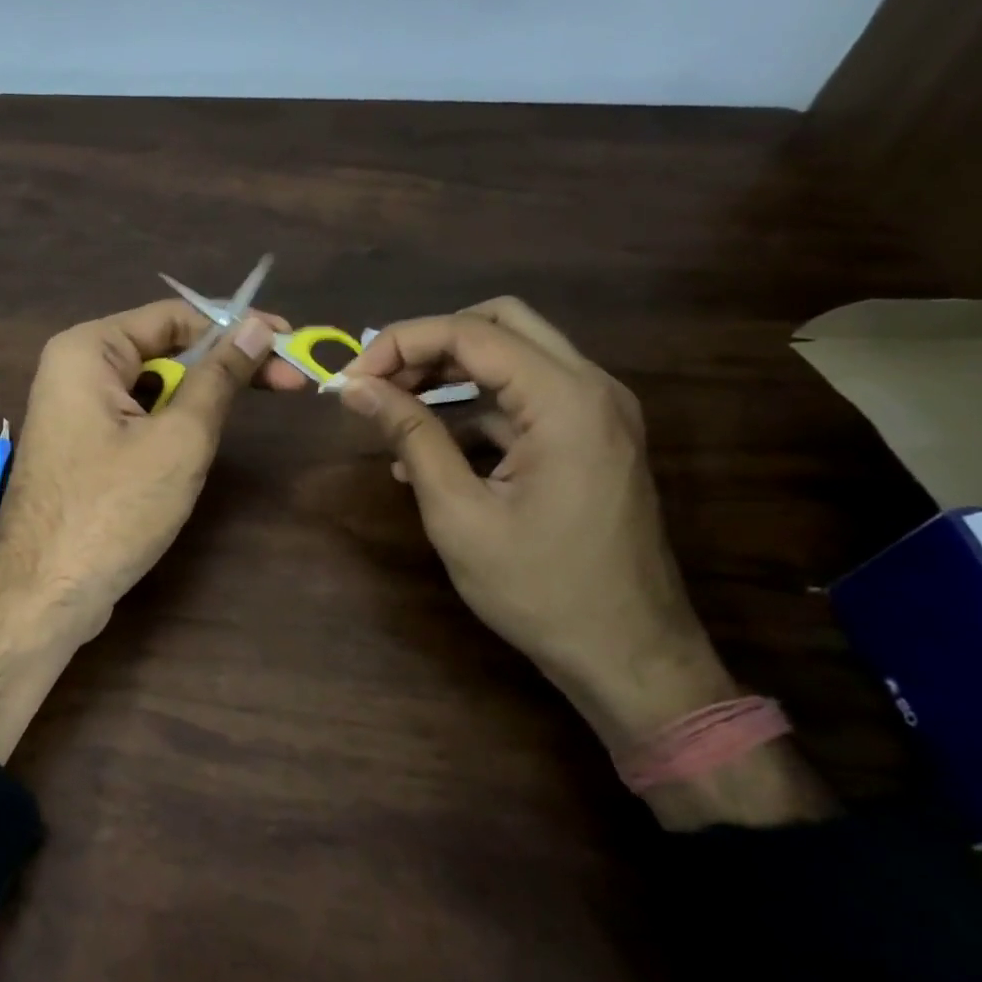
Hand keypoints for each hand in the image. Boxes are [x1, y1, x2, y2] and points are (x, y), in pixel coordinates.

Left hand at [0, 299, 305, 616]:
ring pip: (152, 385)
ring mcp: (74, 408)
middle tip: (287, 382)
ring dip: (199, 396)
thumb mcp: (180, 439)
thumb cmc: (113, 509)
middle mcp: (74, 367)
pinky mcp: (81, 444)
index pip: (174, 317)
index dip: (235, 328)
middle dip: (223, 364)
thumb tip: (257, 326)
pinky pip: (135, 415)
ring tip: (243, 415)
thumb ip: (219, 377)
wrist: (44, 593)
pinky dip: (172, 422)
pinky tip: (198, 443)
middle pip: (163, 348)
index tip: (287, 344)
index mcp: (87, 349)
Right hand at [331, 298, 735, 746]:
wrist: (629, 658)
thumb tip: (356, 387)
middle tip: (379, 382)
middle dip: (428, 343)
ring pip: (512, 354)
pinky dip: (472, 407)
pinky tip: (426, 450)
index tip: (352, 380)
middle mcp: (591, 388)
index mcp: (566, 400)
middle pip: (499, 322)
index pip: (470, 333)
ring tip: (392, 411)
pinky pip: (523, 398)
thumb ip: (410, 435)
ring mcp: (597, 412)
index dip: (400, 343)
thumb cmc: (540, 589)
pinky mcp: (590, 438)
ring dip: (448, 372)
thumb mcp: (459, 513)